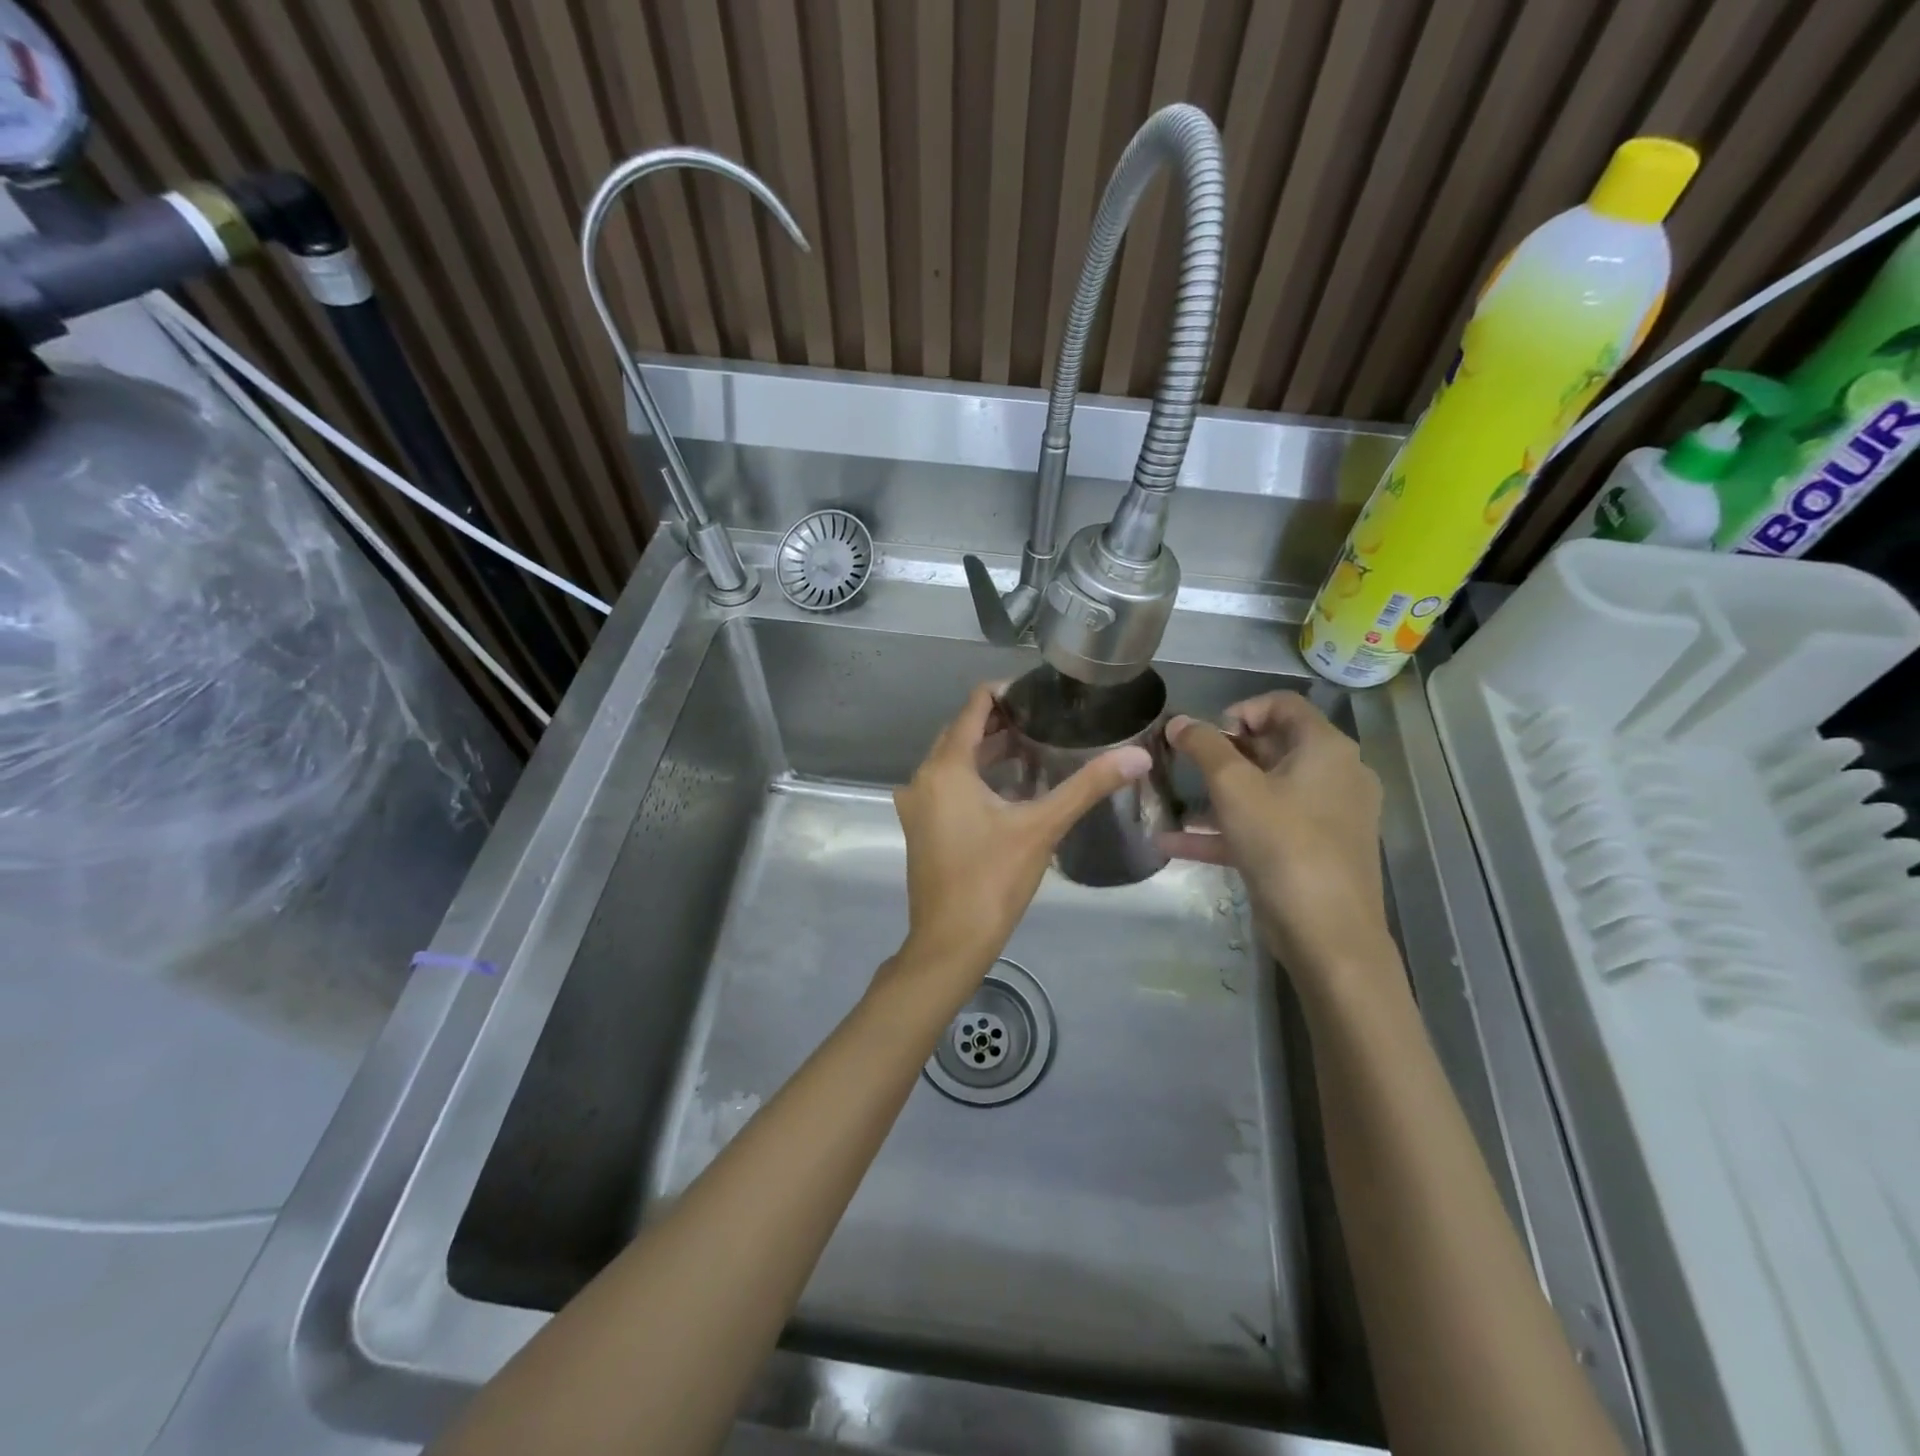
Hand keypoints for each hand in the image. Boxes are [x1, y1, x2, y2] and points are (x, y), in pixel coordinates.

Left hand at [890, 683, 1150, 997]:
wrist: (950, 942)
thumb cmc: (993, 880)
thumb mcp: (1042, 827)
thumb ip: (1088, 786)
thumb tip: (1138, 755)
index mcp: (945, 768)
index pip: (973, 708)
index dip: (1004, 693)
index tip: (1039, 691)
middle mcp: (922, 779)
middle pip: (961, 734)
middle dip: (999, 722)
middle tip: (1044, 718)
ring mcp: (916, 805)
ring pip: (953, 762)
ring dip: (987, 751)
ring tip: (1033, 746)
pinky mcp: (920, 827)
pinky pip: (947, 786)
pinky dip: (975, 777)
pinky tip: (1009, 787)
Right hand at [1163, 692, 1393, 986]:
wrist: (1328, 934)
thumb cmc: (1283, 844)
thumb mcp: (1234, 788)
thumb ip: (1203, 747)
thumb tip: (1178, 721)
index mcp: (1326, 749)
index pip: (1282, 705)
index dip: (1239, 711)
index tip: (1204, 736)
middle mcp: (1335, 775)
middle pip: (1273, 747)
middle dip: (1222, 755)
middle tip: (1183, 766)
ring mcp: (1327, 817)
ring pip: (1265, 792)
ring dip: (1217, 796)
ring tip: (1172, 803)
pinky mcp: (1313, 852)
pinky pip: (1266, 828)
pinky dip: (1227, 830)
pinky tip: (1175, 845)